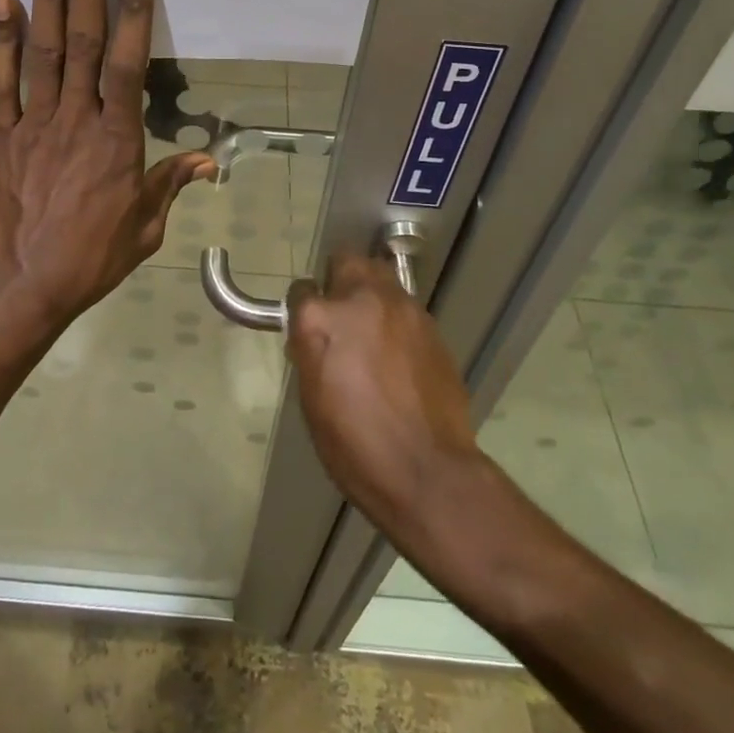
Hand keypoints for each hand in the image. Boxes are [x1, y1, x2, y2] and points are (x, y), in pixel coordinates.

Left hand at [0, 0, 213, 332]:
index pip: (126, 62)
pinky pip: (2, 82)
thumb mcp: (146, 227)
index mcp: (118, 139)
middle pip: (82, 38)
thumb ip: (171, 184)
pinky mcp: (0, 135)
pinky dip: (2, 40)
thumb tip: (207, 162)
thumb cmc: (93, 258)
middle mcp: (76, 118)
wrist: (23, 287)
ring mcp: (34, 123)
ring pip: (43, 48)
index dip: (130, 9)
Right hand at [286, 255, 481, 540]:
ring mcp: (402, 309)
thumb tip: (311, 335)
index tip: (306, 327)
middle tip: (339, 314)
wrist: (426, 471)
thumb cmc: (354, 445)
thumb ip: (309, 351)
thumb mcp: (312, 399)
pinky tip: (398, 353)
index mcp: (321, 319)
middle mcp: (361, 299)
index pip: (301, 290)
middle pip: (347, 261)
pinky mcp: (431, 326)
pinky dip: (396, 319)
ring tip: (371, 332)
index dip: (302, 308)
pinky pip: (405, 307)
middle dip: (339, 279)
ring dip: (371, 295)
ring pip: (381, 277)